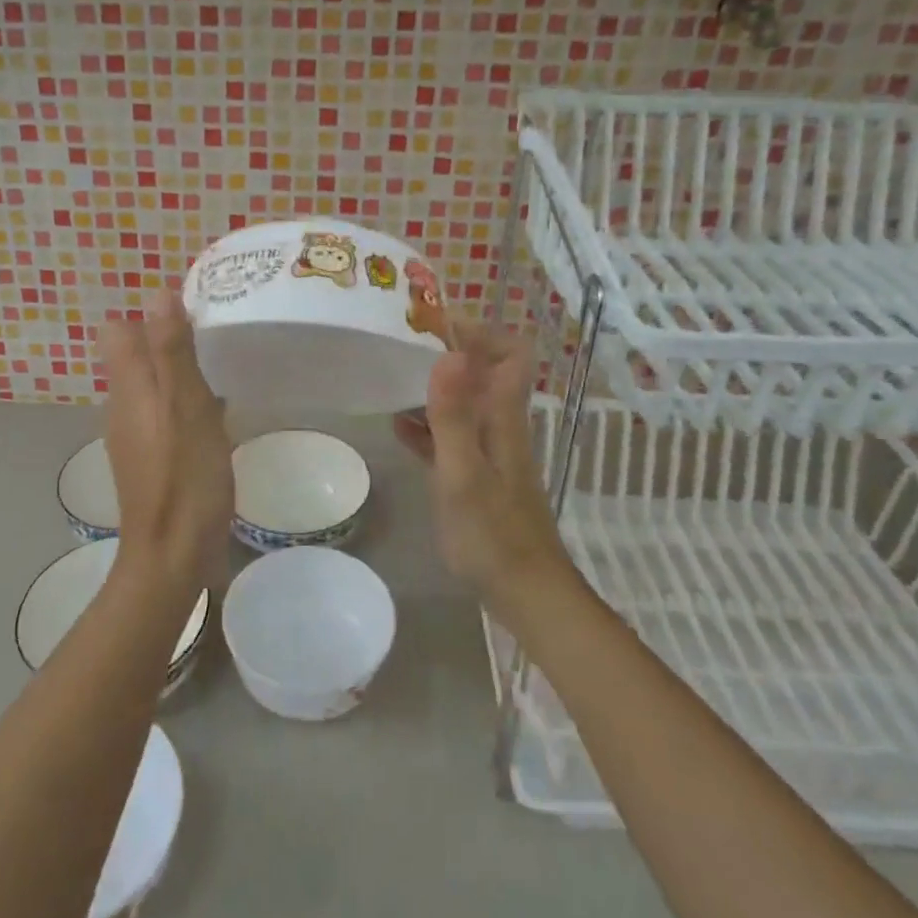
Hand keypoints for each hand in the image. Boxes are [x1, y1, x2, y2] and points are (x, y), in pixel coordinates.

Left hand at [98, 292, 234, 588]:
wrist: (171, 555)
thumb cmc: (184, 477)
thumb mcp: (186, 406)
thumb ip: (172, 351)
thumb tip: (157, 293)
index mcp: (129, 387)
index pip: (118, 331)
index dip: (149, 315)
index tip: (190, 314)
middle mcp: (123, 406)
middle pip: (134, 356)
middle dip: (168, 340)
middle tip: (215, 338)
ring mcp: (134, 436)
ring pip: (151, 386)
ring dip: (179, 374)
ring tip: (222, 372)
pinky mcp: (150, 459)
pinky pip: (163, 415)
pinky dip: (185, 406)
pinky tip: (217, 419)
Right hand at [393, 323, 574, 611]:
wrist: (525, 594)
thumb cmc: (493, 536)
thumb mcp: (463, 474)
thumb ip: (455, 416)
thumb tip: (452, 352)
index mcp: (503, 419)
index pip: (510, 354)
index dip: (480, 331)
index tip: (436, 323)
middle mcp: (500, 426)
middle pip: (483, 373)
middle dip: (448, 352)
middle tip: (402, 346)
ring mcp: (489, 451)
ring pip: (464, 403)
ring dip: (434, 387)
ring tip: (392, 378)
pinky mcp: (477, 475)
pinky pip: (451, 436)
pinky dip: (427, 425)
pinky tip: (398, 427)